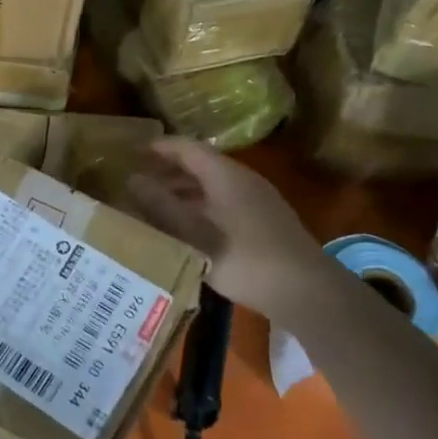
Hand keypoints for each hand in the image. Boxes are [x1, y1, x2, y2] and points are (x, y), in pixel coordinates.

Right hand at [127, 138, 326, 315]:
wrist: (306, 291)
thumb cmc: (246, 259)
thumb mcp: (195, 235)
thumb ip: (162, 207)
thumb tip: (132, 179)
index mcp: (226, 175)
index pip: (187, 147)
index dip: (159, 147)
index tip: (131, 154)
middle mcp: (243, 180)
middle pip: (200, 165)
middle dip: (167, 171)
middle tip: (136, 182)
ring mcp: (257, 201)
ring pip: (212, 187)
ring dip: (183, 192)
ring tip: (154, 207)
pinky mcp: (264, 222)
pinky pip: (224, 203)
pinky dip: (200, 208)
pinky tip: (187, 230)